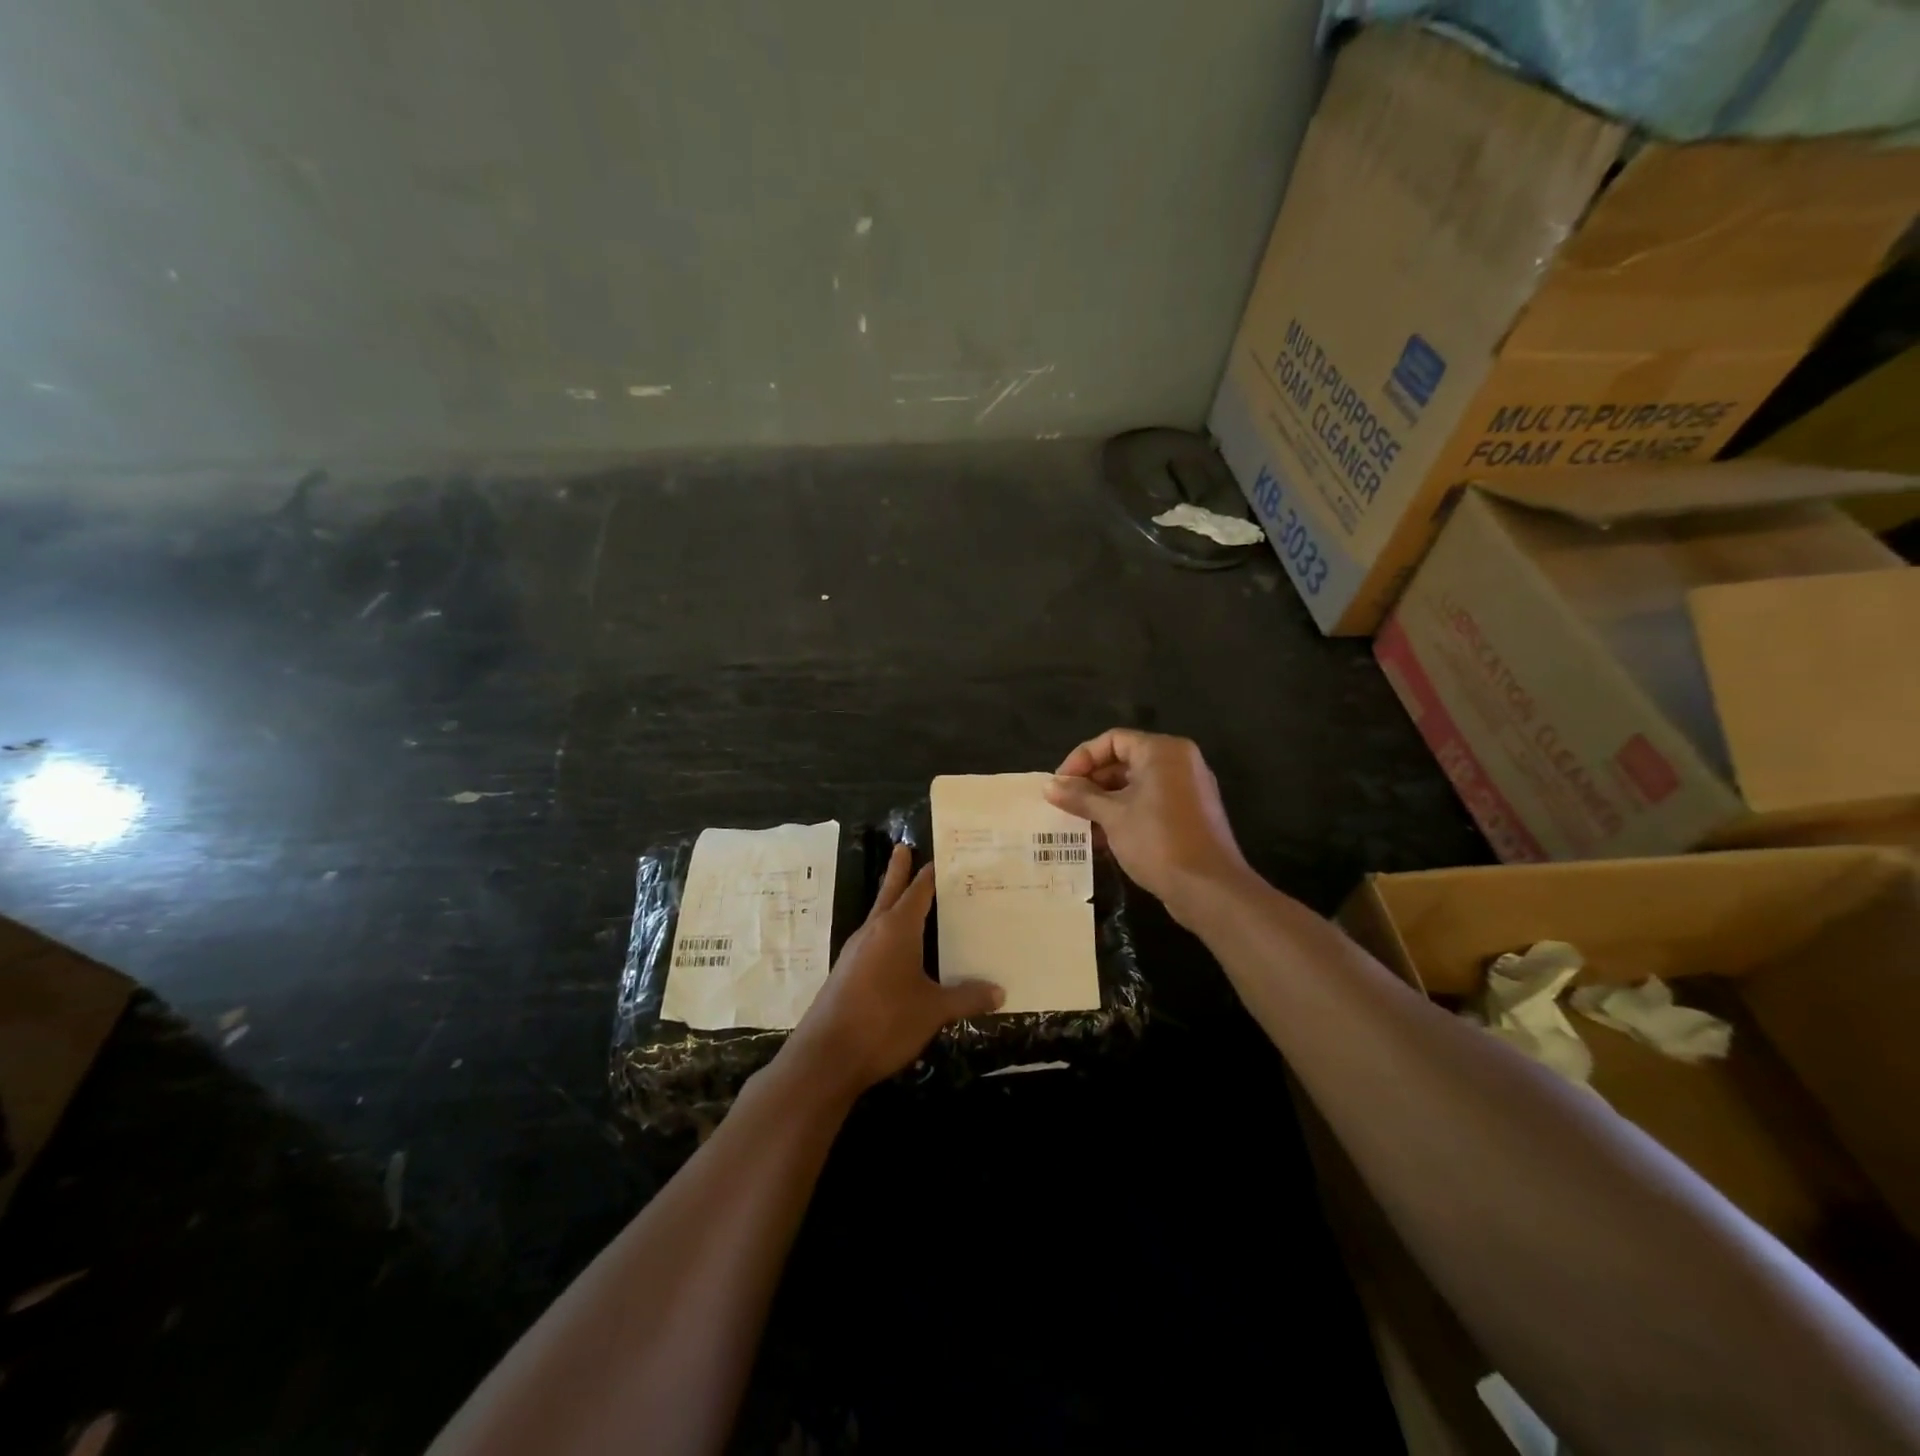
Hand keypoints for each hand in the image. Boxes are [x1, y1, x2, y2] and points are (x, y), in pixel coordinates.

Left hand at [779, 844, 1003, 1099]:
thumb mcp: (933, 1010)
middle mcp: (873, 932)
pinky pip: (873, 942)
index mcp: (896, 928)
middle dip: (898, 871)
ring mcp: (856, 952)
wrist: (827, 1056)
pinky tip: (898, 952)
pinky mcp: (847, 973)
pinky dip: (887, 934)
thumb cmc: (885, 1021)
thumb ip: (966, 997)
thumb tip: (999, 992)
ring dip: (892, 903)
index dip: (932, 874)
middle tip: (903, 846)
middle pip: (890, 893)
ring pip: (878, 917)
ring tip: (907, 898)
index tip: (943, 856)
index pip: (918, 890)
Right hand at [1044, 728, 1251, 924]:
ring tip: (1078, 822)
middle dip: (1091, 782)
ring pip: (1136, 785)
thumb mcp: (1112, 816)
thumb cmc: (1158, 841)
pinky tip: (1102, 838)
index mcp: (1162, 751)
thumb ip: (1080, 797)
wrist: (1209, 889)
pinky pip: (1150, 803)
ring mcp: (1187, 789)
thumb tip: (1049, 786)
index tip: (1059, 784)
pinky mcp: (1189, 815)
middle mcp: (1179, 762)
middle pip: (1124, 761)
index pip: (1112, 740)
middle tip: (1065, 804)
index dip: (1081, 759)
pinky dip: (1125, 813)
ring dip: (1105, 801)